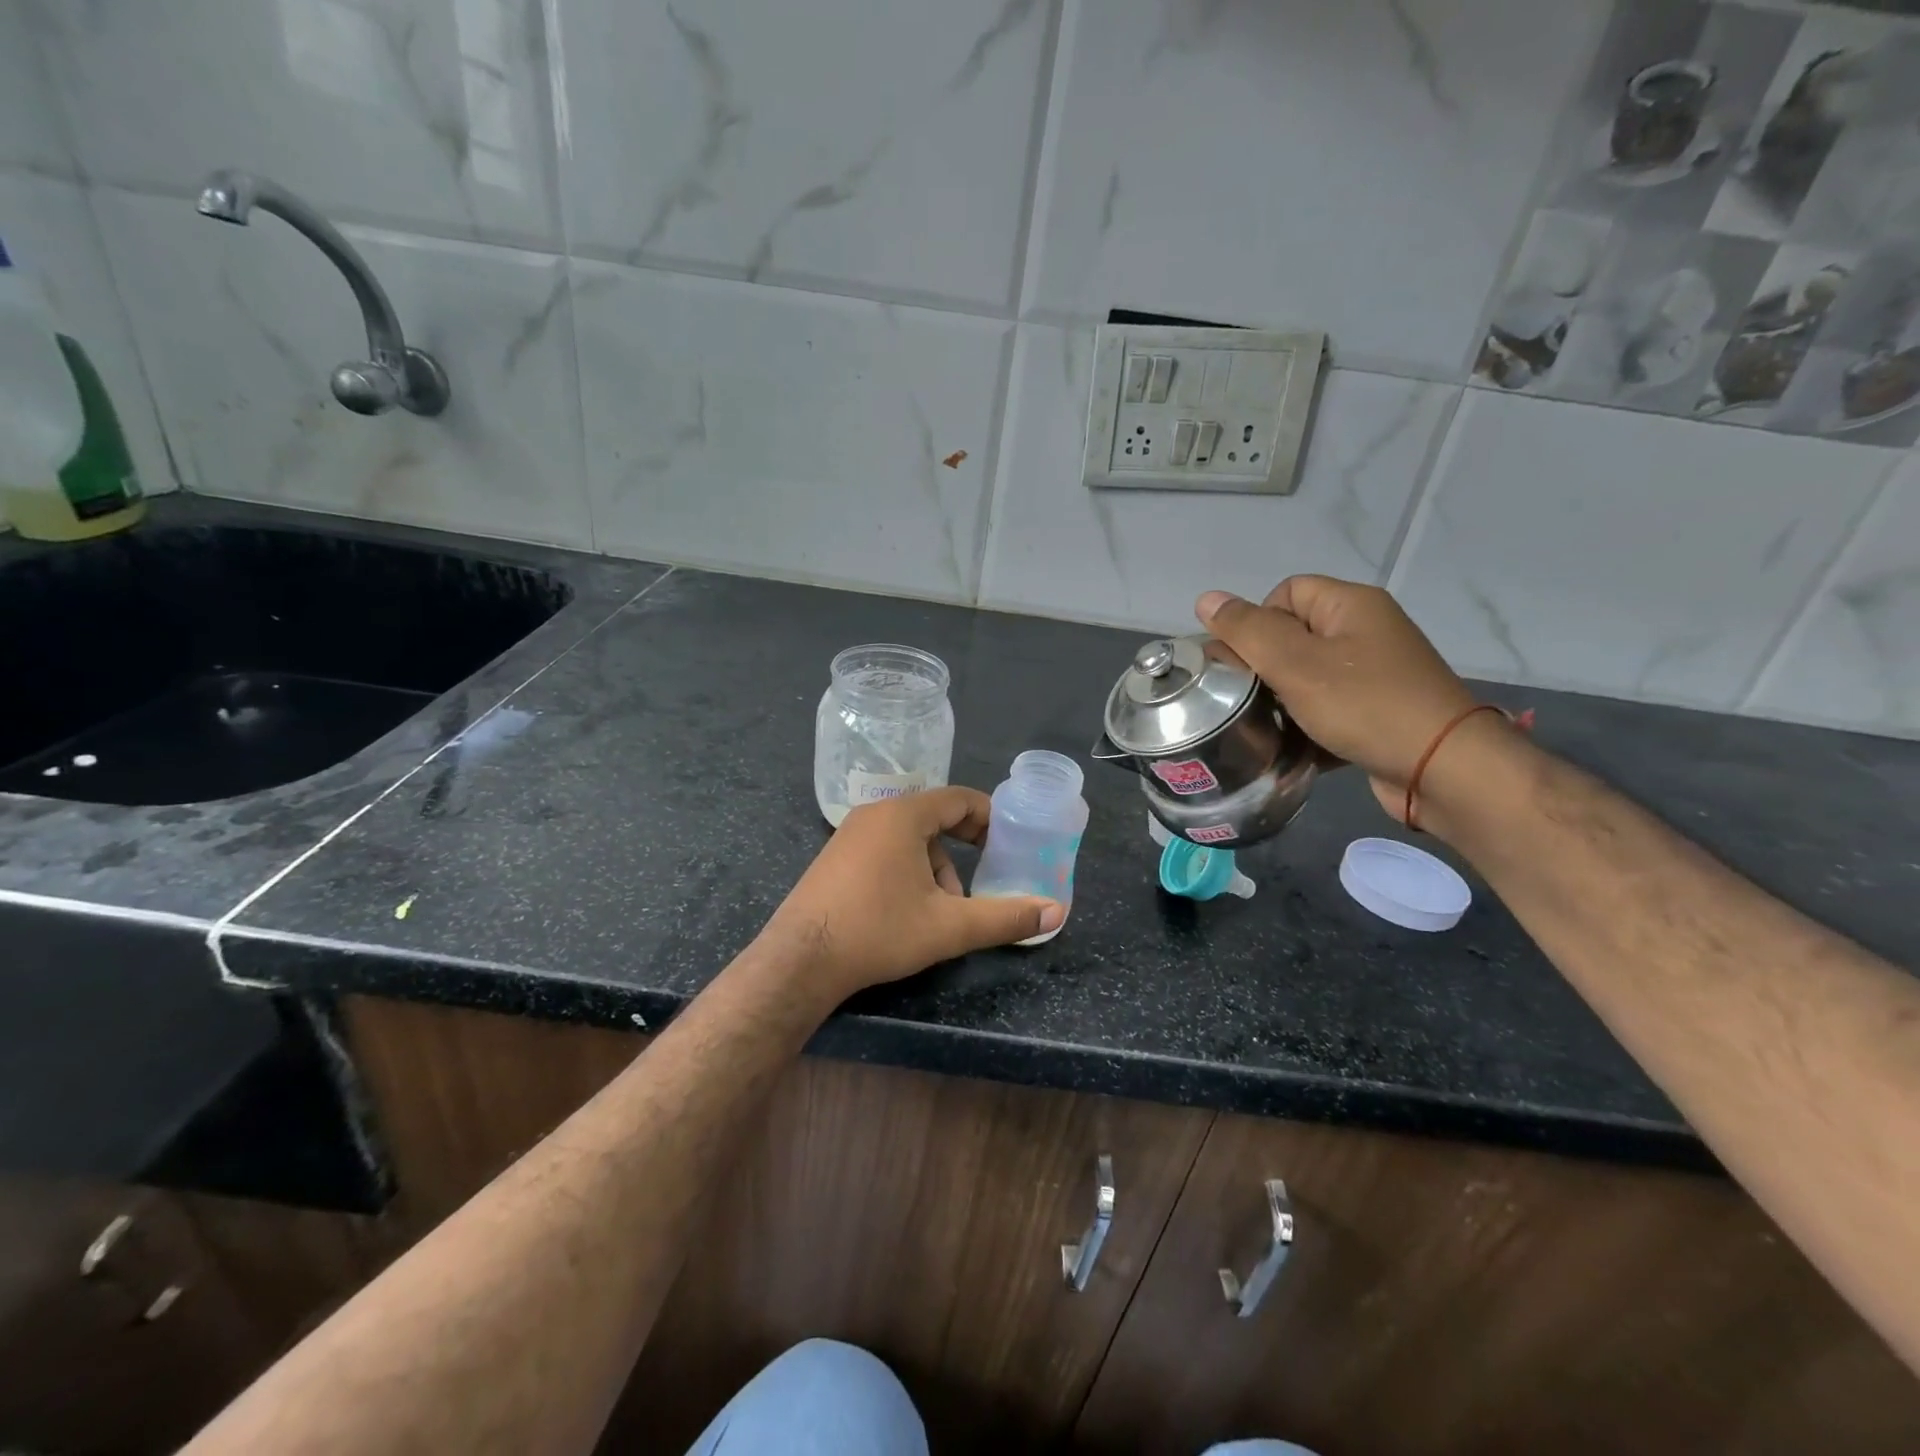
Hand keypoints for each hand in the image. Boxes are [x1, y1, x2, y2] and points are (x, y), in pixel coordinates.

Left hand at [763, 787, 1063, 1003]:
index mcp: (904, 815)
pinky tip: (906, 912)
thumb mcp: (949, 927)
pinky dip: (906, 872)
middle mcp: (875, 813)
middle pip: (934, 820)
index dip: (989, 819)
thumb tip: (1056, 911)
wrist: (801, 960)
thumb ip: (1005, 918)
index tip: (1008, 845)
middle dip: (961, 853)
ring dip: (934, 869)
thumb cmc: (879, 931)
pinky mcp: (834, 858)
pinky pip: (884, 850)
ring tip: (941, 913)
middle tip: (979, 884)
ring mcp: (849, 834)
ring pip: (909, 840)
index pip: (959, 799)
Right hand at [1196, 577, 1481, 821]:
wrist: (1443, 769)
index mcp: (1350, 605)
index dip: (1257, 623)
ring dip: (1283, 699)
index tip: (1248, 663)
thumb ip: (1247, 630)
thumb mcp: (1295, 664)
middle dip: (1265, 666)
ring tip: (1269, 724)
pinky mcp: (1378, 711)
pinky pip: (1328, 706)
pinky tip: (1296, 745)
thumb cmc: (1365, 705)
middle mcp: (1366, 630)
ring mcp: (1375, 673)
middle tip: (1251, 698)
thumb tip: (1206, 599)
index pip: (1285, 593)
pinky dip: (1308, 723)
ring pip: (1307, 675)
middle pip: (1293, 634)